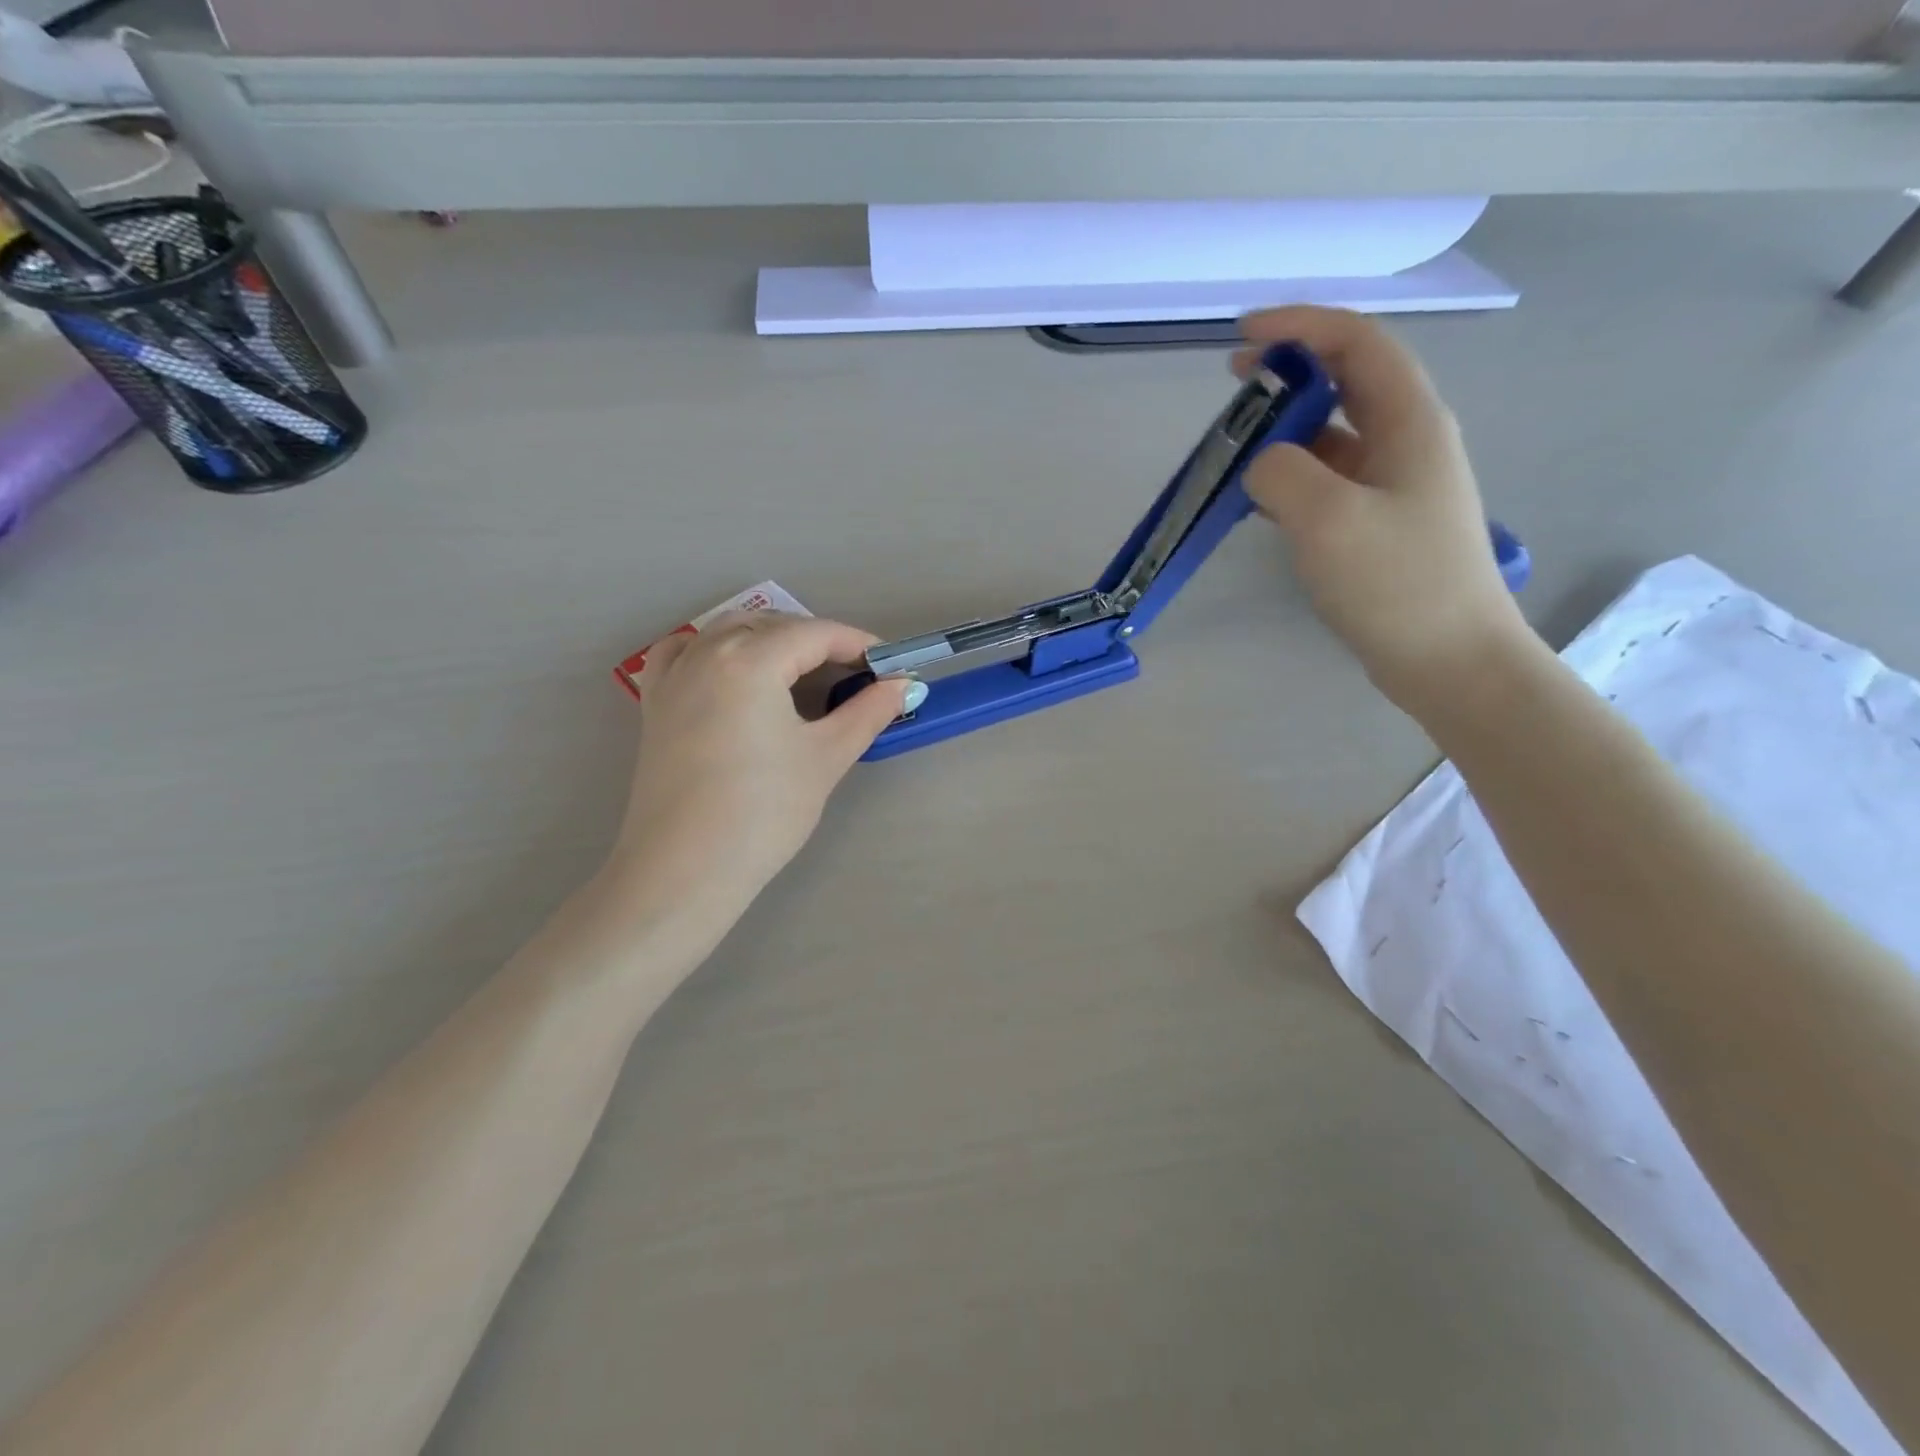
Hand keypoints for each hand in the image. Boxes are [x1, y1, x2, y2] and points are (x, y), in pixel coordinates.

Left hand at [610, 612, 907, 919]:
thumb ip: (867, 712)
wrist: (685, 869)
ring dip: (769, 638)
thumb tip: (903, 686)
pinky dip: (712, 648)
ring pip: (727, 631)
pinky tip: (729, 668)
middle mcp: (706, 653)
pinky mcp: (655, 704)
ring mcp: (674, 676)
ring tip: (800, 670)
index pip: (815, 634)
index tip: (889, 665)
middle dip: (816, 641)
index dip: (857, 644)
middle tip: (853, 675)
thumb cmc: (763, 812)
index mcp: (750, 660)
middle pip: (771, 626)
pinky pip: (682, 652)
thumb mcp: (826, 757)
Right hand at [1235, 306, 1535, 714]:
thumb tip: (1261, 462)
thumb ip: (1282, 474)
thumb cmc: (1396, 583)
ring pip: (1334, 434)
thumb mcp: (1328, 520)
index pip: (1356, 343)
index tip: (1243, 334)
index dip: (1300, 325)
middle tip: (1232, 382)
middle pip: (1346, 381)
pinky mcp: (1379, 524)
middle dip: (1289, 372)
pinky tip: (1258, 498)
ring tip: (1234, 445)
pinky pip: (1328, 480)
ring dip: (1285, 428)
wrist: (1448, 658)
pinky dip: (1290, 475)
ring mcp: (1395, 486)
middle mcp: (1407, 442)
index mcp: (1408, 422)